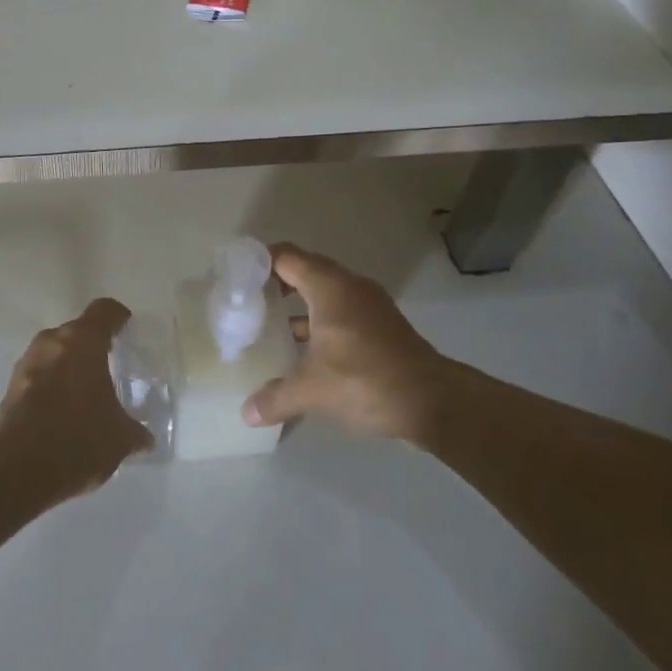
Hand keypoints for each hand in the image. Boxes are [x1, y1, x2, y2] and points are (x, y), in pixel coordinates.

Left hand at [0, 298, 153, 497]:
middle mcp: (52, 342)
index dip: (117, 317)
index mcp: (83, 341)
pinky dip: (50, 386)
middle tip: (107, 366)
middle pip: (75, 331)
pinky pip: (37, 376)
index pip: (103, 311)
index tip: (126, 326)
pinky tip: (61, 412)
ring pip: (53, 353)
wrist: (20, 469)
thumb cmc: (80, 438)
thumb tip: (145, 439)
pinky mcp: (10, 388)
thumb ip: (135, 431)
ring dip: (67, 366)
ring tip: (84, 392)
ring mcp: (27, 363)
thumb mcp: (120, 438)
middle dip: (91, 346)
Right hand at [241, 243, 457, 441]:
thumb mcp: (314, 390)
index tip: (236, 280)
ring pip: (323, 294)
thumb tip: (247, 413)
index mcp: (329, 286)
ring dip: (298, 307)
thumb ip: (276, 397)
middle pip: (304, 271)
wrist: (435, 402)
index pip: (286, 257)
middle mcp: (349, 287)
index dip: (259, 263)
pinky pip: (340, 313)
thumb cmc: (367, 380)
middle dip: (274, 285)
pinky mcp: (381, 327)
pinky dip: (319, 323)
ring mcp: (368, 306)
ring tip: (269, 328)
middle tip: (247, 304)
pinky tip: (305, 352)